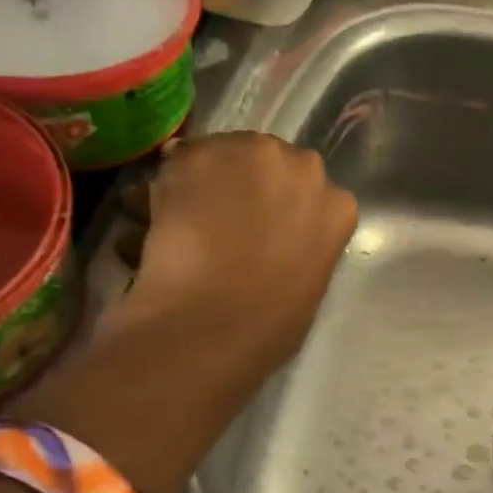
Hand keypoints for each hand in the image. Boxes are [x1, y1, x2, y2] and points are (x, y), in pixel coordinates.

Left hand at [17, 133, 357, 492]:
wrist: (204, 338)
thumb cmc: (262, 336)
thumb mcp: (301, 298)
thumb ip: (299, 257)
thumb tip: (275, 252)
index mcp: (338, 210)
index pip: (311, 189)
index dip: (273, 213)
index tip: (250, 237)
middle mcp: (301, 171)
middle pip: (268, 161)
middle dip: (242, 186)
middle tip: (211, 228)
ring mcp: (247, 159)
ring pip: (221, 154)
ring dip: (201, 184)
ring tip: (177, 230)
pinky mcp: (192, 160)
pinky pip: (179, 163)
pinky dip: (165, 188)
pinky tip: (155, 228)